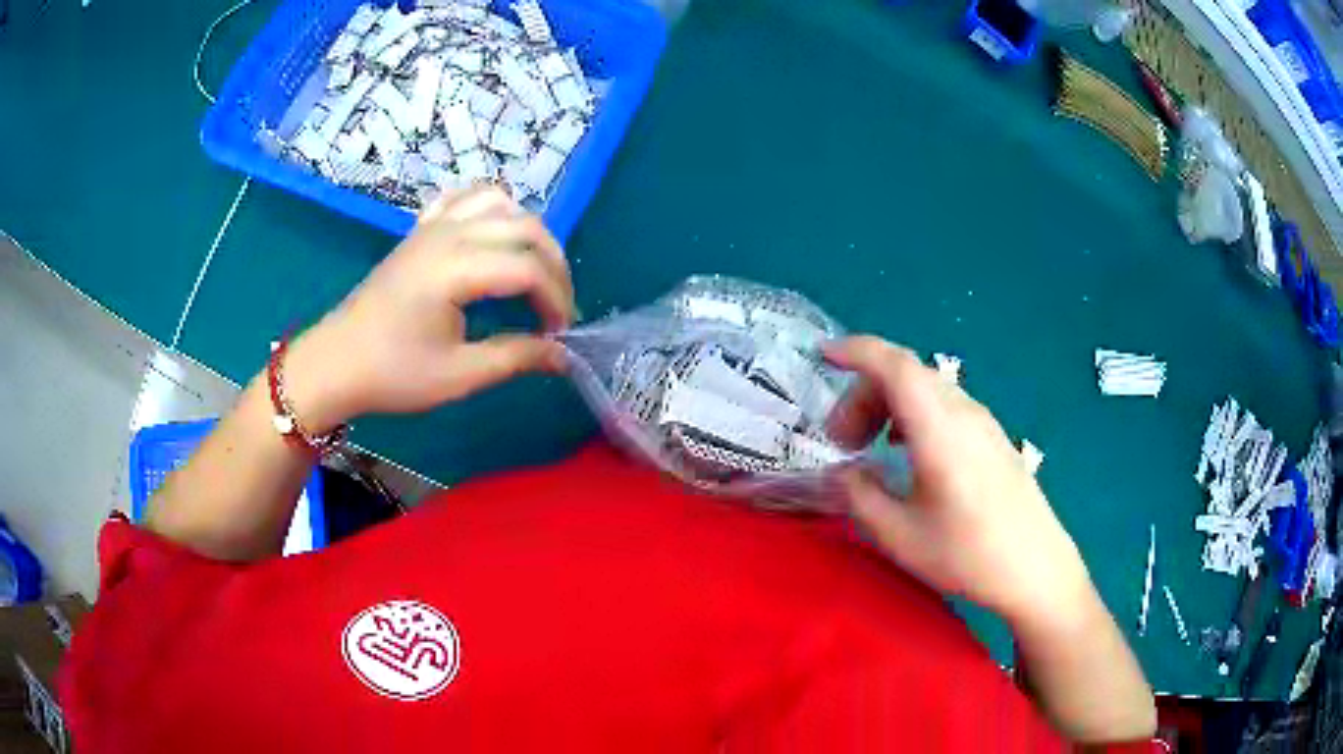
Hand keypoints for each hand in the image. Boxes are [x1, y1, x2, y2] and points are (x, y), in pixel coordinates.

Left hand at [284, 186, 575, 432]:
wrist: (336, 362)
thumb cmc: (393, 372)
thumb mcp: (459, 375)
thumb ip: (516, 358)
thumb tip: (563, 356)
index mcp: (456, 269)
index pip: (529, 269)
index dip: (556, 300)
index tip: (558, 337)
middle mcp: (449, 234)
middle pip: (526, 228)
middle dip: (554, 266)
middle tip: (556, 308)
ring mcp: (433, 226)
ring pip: (501, 203)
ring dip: (529, 233)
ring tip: (532, 270)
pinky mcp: (421, 230)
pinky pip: (466, 198)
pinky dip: (492, 209)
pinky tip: (494, 234)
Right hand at [825, 337, 1093, 629]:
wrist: (1036, 569)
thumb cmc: (968, 554)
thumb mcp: (900, 536)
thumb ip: (861, 496)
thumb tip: (846, 472)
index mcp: (940, 428)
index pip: (895, 365)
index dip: (856, 351)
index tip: (823, 356)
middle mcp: (964, 412)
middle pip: (907, 374)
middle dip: (865, 393)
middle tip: (842, 440)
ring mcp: (984, 423)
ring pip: (927, 389)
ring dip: (890, 404)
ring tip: (870, 446)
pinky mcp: (993, 438)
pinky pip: (945, 406)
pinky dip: (914, 414)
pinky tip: (907, 453)